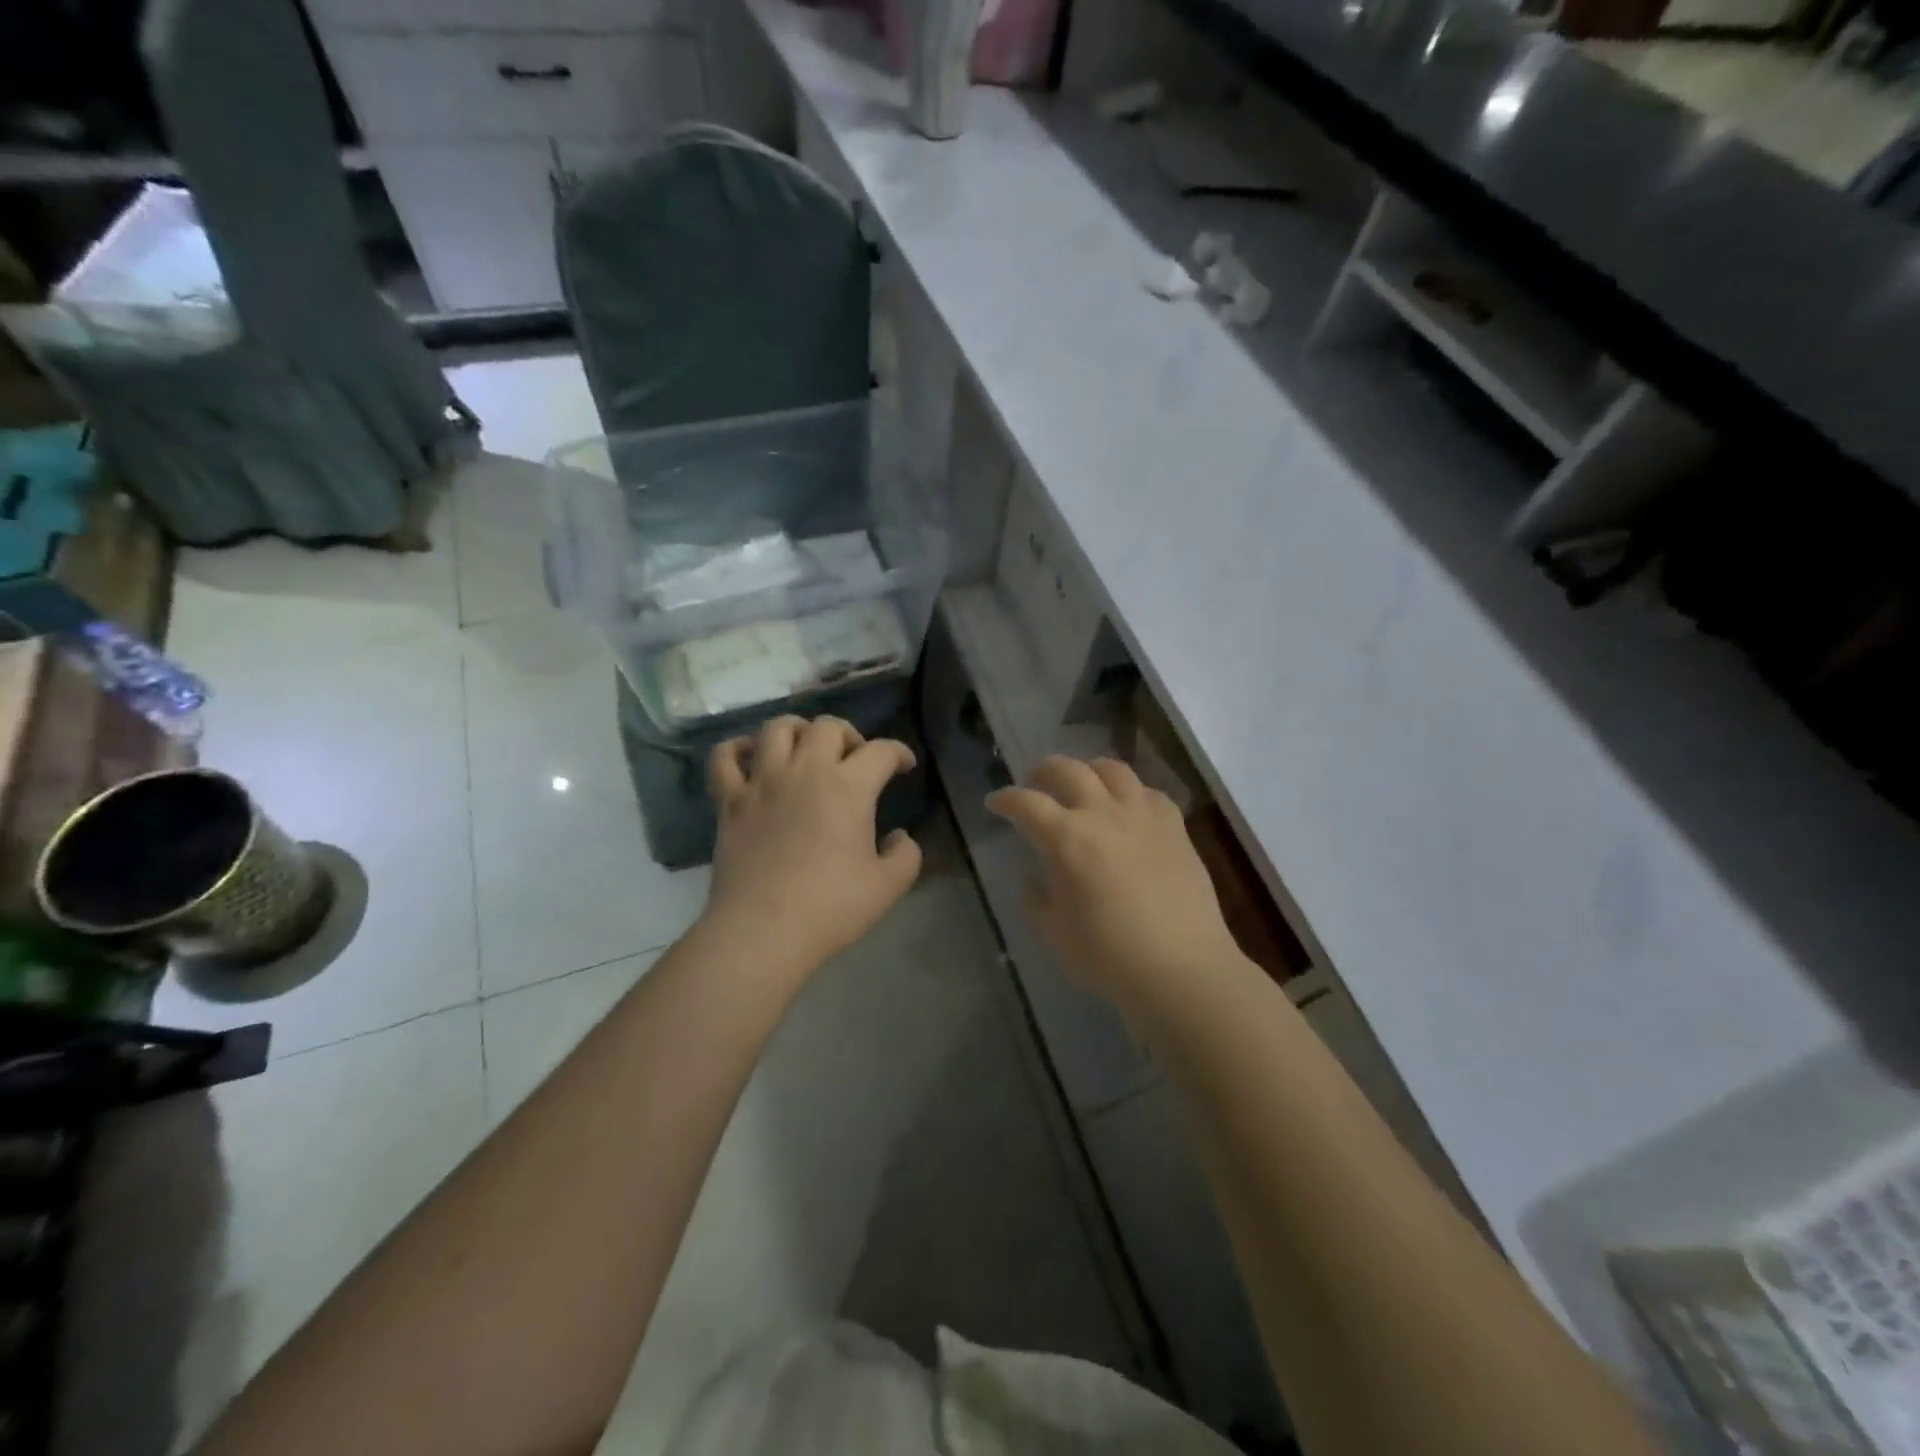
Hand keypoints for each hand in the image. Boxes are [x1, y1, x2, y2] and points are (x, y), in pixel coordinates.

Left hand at [703, 715, 921, 977]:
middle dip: (850, 735)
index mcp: (849, 787)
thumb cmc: (831, 908)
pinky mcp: (729, 801)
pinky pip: (724, 757)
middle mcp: (805, 771)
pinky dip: (737, 748)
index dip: (899, 753)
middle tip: (854, 760)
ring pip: (777, 728)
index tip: (904, 766)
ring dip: (798, 730)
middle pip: (828, 727)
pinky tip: (751, 757)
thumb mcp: (889, 886)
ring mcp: (762, 782)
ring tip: (806, 749)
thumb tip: (899, 836)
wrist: (763, 932)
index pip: (881, 751)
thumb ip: (906, 854)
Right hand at [987, 756, 1244, 1014]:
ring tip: (1083, 782)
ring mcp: (1144, 815)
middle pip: (1068, 770)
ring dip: (1089, 770)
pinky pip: (1149, 792)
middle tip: (1035, 782)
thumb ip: (1037, 900)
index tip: (995, 802)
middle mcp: (1103, 814)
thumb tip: (1035, 880)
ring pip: (1112, 769)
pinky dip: (1130, 792)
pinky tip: (1128, 808)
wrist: (1182, 968)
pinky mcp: (1175, 827)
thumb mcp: (1055, 933)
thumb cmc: (1109, 956)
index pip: (1026, 803)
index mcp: (1067, 838)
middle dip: (1044, 771)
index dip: (1006, 799)